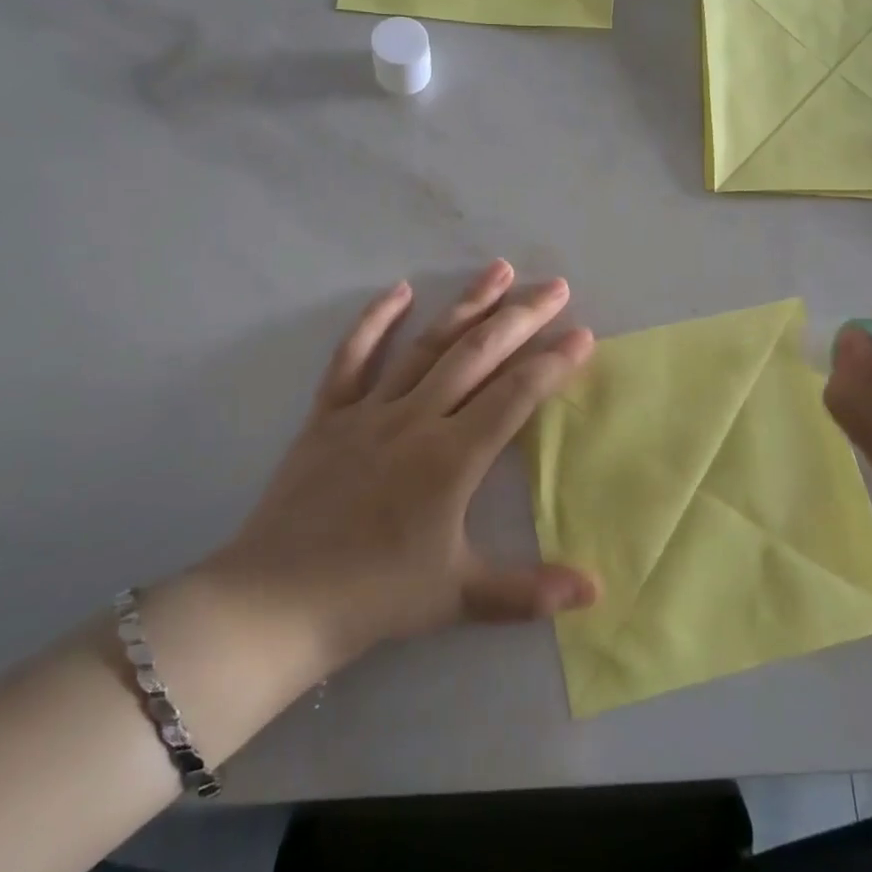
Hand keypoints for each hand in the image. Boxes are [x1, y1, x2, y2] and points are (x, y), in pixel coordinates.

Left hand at [200, 262, 598, 670]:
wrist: (275, 601)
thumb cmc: (373, 596)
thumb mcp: (458, 597)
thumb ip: (528, 591)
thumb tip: (595, 594)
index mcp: (451, 457)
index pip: (515, 395)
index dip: (553, 363)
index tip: (583, 334)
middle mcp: (416, 419)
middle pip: (478, 354)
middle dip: (521, 317)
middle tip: (555, 287)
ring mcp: (369, 410)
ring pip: (427, 345)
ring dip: (466, 305)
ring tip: (498, 270)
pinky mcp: (329, 414)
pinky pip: (353, 358)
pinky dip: (375, 321)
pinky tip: (399, 291)